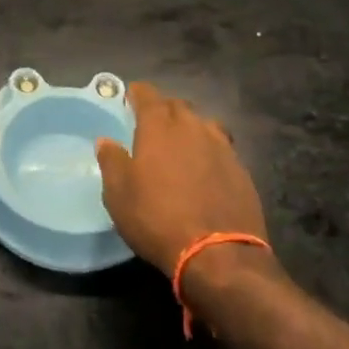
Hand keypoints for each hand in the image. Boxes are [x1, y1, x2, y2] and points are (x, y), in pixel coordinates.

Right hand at [96, 82, 268, 277]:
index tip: (130, 96)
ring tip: (181, 143)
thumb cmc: (157, 218)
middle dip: (164, 109)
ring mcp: (221, 147)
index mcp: (159, 127)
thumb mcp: (119, 194)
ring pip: (204, 123)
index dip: (137, 93)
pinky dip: (209, 150)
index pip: (148, 95)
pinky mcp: (241, 170)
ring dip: (190, 127)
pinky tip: (205, 168)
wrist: (218, 254)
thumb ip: (112, 161)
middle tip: (152, 123)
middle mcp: (192, 128)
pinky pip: (222, 147)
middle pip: (178, 105)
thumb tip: (106, 140)